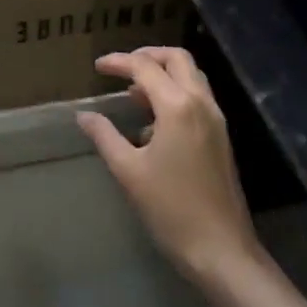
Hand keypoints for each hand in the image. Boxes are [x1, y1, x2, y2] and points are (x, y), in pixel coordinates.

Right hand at [78, 47, 258, 283]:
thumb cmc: (171, 208)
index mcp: (178, 106)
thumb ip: (105, 136)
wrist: (221, 250)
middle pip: (177, 58)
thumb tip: (84, 116)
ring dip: (163, 73)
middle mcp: (201, 103)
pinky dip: (175, 93)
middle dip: (147, 56)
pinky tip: (153, 122)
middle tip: (121, 68)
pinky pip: (197, 98)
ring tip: (134, 93)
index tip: (97, 67)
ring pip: (191, 76)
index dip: (118, 62)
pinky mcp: (220, 137)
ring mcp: (216, 120)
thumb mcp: (129, 171)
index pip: (145, 67)